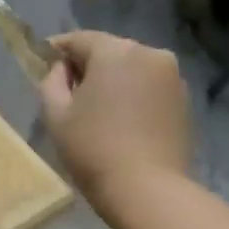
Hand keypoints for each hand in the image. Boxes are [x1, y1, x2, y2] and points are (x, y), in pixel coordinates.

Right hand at [38, 31, 191, 223]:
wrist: (147, 189)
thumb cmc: (92, 148)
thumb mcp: (56, 114)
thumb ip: (52, 81)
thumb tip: (62, 69)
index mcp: (115, 51)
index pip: (79, 39)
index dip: (58, 49)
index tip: (44, 61)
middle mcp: (149, 53)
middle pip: (109, 51)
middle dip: (88, 65)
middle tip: (70, 91)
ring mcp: (172, 76)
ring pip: (132, 68)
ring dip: (114, 80)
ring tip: (98, 108)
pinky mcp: (184, 99)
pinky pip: (150, 86)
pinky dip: (134, 94)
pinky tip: (122, 120)